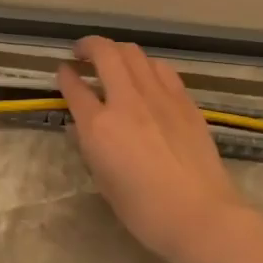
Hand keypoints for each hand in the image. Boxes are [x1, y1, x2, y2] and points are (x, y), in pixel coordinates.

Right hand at [57, 37, 258, 262]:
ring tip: (113, 61)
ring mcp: (159, 97)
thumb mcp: (104, 182)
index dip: (65, 76)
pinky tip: (146, 77)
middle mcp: (127, 102)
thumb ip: (91, 147)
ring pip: (135, 54)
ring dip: (118, 51)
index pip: (75, 88)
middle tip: (82, 53)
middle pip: (106, 54)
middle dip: (89, 46)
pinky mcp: (184, 101)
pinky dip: (146, 65)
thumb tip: (83, 127)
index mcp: (99, 127)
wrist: (200, 215)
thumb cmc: (144, 211)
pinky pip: (161, 70)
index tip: (62, 71)